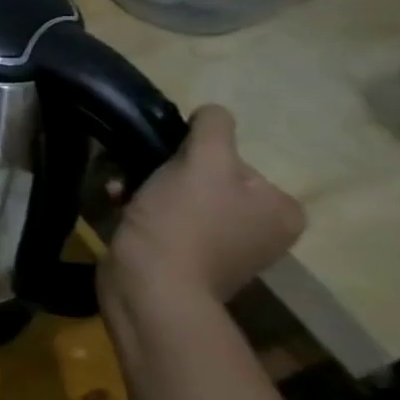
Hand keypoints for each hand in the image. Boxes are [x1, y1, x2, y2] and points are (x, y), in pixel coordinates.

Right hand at [102, 105, 305, 307]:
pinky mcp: (188, 260)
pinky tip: (118, 206)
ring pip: (180, 196)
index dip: (195, 155)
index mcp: (281, 209)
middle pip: (206, 178)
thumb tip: (212, 113)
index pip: (235, 160)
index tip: (167, 163)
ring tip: (119, 190)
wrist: (150, 286)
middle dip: (163, 171)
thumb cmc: (183, 221)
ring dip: (145, 187)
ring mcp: (225, 249)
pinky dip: (141, 209)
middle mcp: (262, 230)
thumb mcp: (203, 161)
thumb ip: (213, 128)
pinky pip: (165, 219)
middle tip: (135, 174)